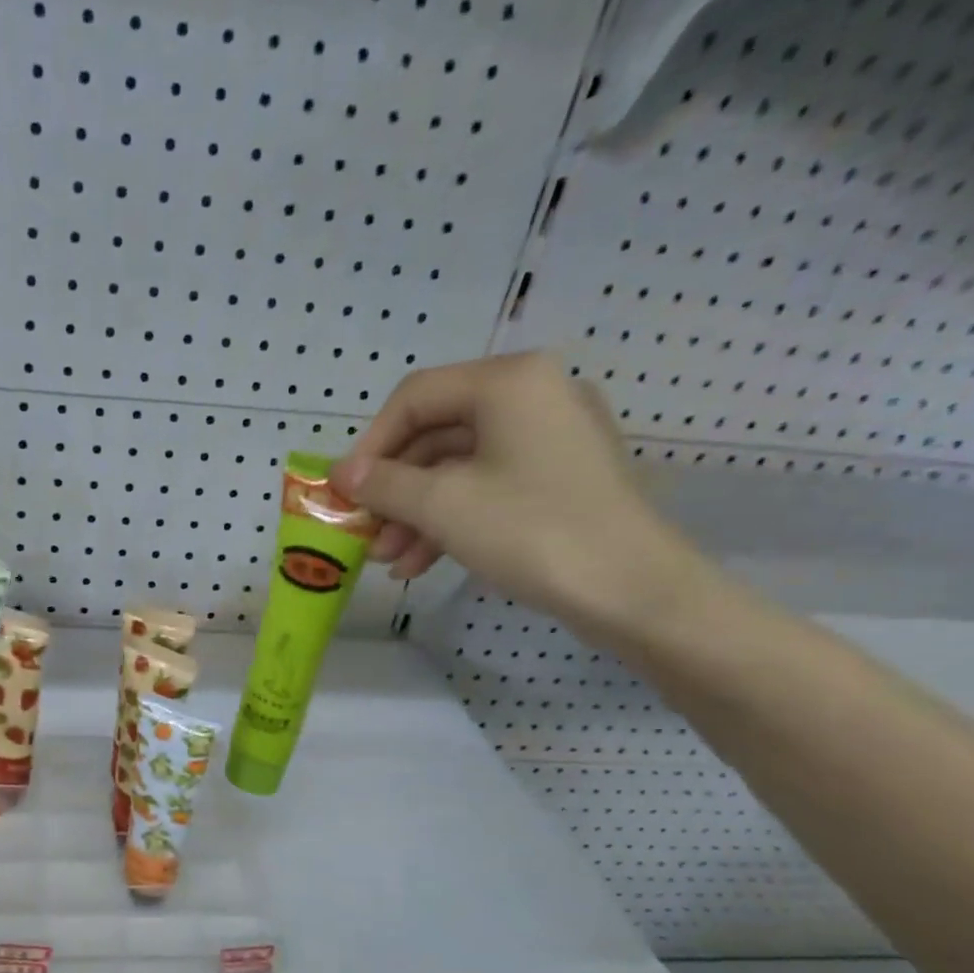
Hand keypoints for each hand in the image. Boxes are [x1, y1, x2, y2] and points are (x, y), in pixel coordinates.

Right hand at [329, 353, 713, 642]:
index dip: (371, 444)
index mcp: (508, 383)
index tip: (343, 491)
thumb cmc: (531, 531)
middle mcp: (532, 397)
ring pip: (458, 468)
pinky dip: (449, 521)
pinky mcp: (557, 480)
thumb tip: (342, 474)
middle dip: (393, 488)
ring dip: (415, 513)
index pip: (415, 397)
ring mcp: (549, 440)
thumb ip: (384, 484)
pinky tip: (419, 563)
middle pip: (435, 434)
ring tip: (388, 559)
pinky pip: (486, 488)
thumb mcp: (443, 505)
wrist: (631, 590)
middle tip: (363, 530)